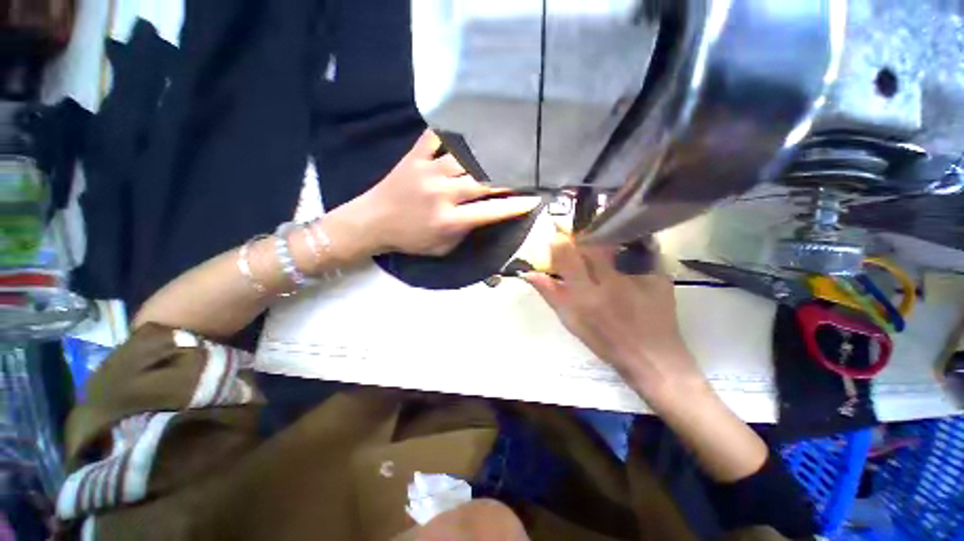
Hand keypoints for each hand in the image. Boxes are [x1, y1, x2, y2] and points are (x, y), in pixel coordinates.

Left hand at [355, 129, 541, 256]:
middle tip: (525, 170)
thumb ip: (465, 232)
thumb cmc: (410, 240)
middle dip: (509, 177)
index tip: (533, 199)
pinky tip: (467, 127)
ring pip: (466, 158)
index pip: (491, 211)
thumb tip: (484, 214)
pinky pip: (435, 137)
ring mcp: (428, 172)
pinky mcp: (414, 158)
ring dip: (488, 154)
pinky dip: (452, 131)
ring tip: (505, 148)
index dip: (515, 206)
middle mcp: (443, 194)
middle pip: (484, 181)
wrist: (372, 223)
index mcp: (450, 220)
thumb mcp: (443, 248)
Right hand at [524, 233, 704, 401]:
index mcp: (585, 295)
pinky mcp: (659, 275)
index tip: (559, 239)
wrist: (652, 357)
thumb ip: (549, 293)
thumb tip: (528, 273)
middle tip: (582, 241)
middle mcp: (610, 282)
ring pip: (615, 242)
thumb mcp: (570, 320)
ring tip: (604, 244)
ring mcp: (637, 277)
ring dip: (605, 239)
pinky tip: (627, 255)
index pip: (567, 254)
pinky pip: (640, 249)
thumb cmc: (604, 341)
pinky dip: (630, 246)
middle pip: (592, 244)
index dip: (560, 242)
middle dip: (583, 238)